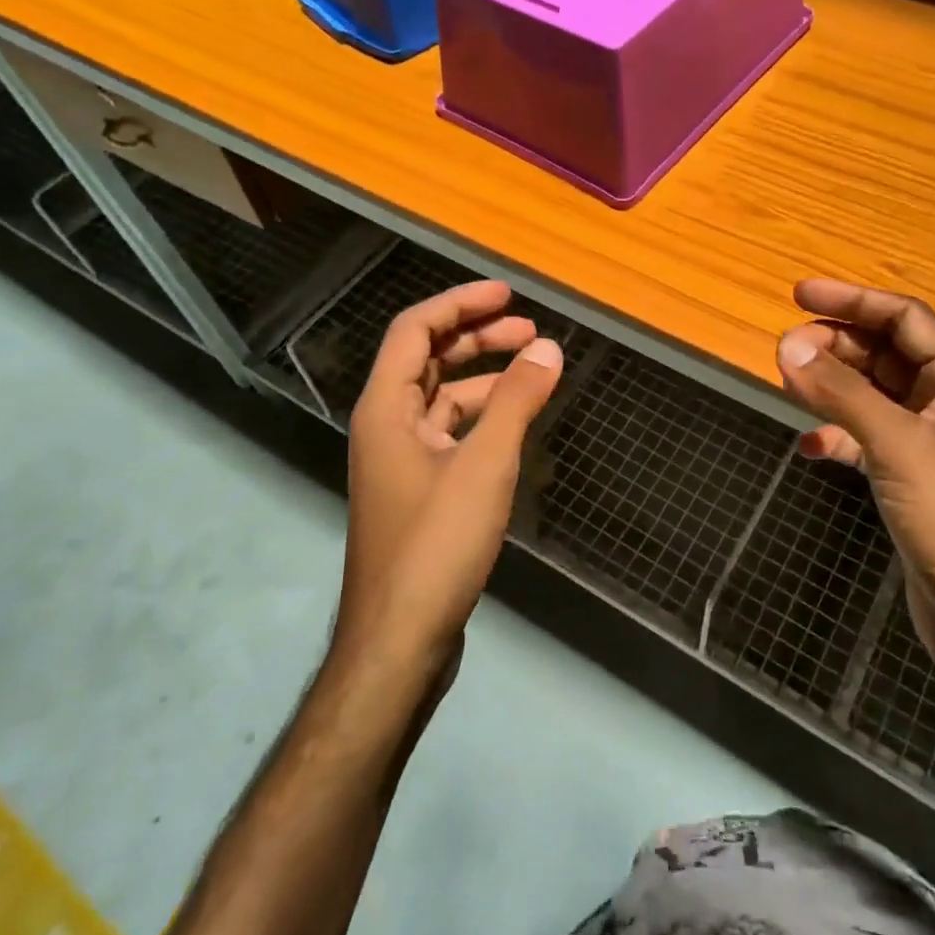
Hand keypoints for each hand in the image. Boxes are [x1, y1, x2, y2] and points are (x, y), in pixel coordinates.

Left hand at [339, 281, 562, 677]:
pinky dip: (483, 418)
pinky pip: (451, 433)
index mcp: (386, 408)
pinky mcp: (419, 491)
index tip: (507, 294)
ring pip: (442, 399)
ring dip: (485, 377)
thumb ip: (516, 401)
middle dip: (478, 337)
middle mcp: (386, 426)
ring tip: (534, 371)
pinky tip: (516, 424)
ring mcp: (401, 461)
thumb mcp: (484, 464)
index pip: (416, 330)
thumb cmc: (436, 543)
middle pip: (428, 360)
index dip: (460, 303)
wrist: (400, 640)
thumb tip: (548, 347)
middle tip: (530, 329)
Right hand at [775, 279, 934, 696]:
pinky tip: (810, 447)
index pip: (903, 317)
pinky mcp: (910, 480)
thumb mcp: (896, 446)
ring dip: (832, 386)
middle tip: (784, 350)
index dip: (852, 299)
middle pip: (883, 352)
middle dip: (835, 344)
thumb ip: (841, 393)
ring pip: (871, 394)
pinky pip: (865, 439)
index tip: (798, 295)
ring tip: (788, 385)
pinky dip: (837, 435)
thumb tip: (785, 345)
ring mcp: (927, 444)